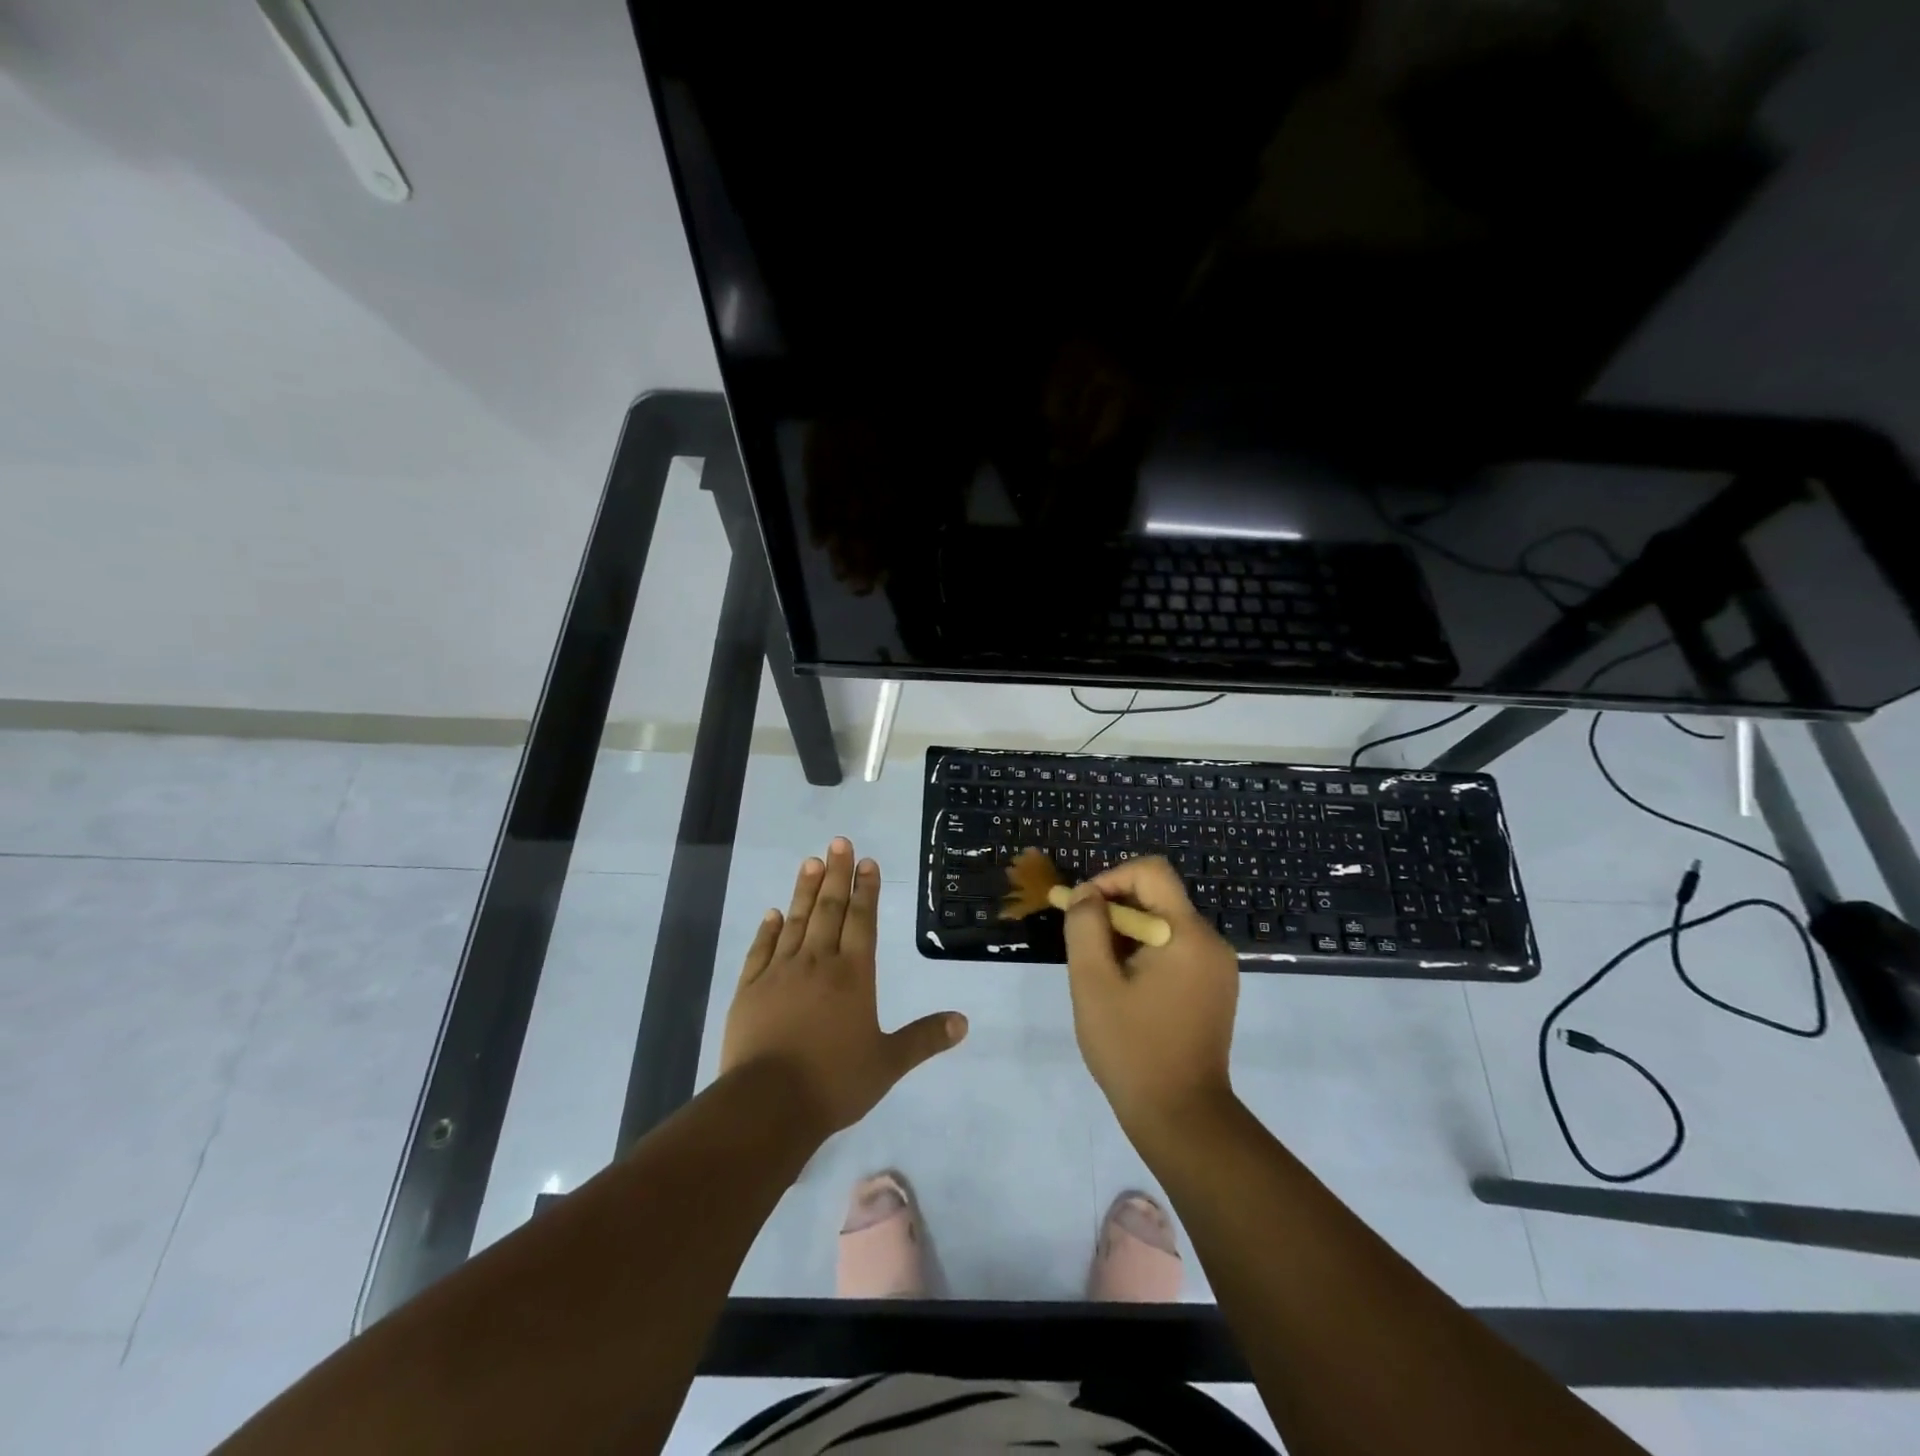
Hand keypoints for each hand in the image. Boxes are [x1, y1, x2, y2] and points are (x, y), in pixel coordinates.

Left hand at [721, 838, 967, 1136]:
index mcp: (853, 975)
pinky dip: (768, 928)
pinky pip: (760, 949)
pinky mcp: (749, 988)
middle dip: (836, 874)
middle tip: (839, 842)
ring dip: (804, 890)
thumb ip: (924, 1038)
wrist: (767, 1104)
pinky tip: (772, 913)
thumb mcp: (887, 1063)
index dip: (866, 889)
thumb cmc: (834, 1082)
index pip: (861, 921)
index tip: (867, 862)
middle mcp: (817, 962)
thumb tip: (963, 1022)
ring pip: (795, 921)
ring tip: (811, 861)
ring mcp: (779, 972)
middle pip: (829, 909)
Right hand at [1063, 856, 1239, 1142]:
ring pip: (1163, 925)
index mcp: (1188, 934)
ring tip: (1100, 974)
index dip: (1111, 878)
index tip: (1083, 910)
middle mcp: (1211, 942)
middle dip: (1114, 911)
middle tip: (1083, 946)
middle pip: (1158, 898)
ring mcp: (1217, 968)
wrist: (1182, 1118)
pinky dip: (1144, 956)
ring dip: (1126, 936)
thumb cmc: (1132, 1048)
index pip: (1151, 872)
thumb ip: (1085, 927)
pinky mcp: (1215, 990)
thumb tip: (1087, 895)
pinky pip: (1175, 951)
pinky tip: (1124, 991)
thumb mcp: (1093, 983)